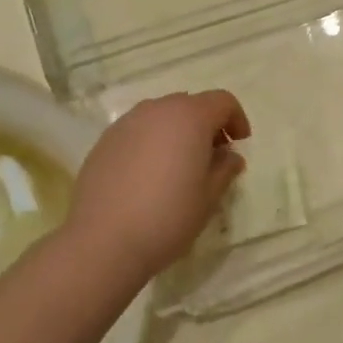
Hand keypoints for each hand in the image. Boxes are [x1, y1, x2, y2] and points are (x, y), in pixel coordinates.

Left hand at [67, 91, 250, 279]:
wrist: (103, 241)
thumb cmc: (168, 216)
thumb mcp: (209, 197)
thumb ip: (225, 169)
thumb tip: (229, 156)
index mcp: (189, 117)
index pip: (222, 101)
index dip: (236, 119)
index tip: (239, 144)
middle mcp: (157, 110)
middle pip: (190, 104)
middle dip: (207, 124)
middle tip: (212, 156)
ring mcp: (126, 123)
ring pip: (161, 116)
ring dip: (177, 131)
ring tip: (179, 166)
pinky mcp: (104, 141)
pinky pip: (138, 131)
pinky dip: (151, 142)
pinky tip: (148, 175)